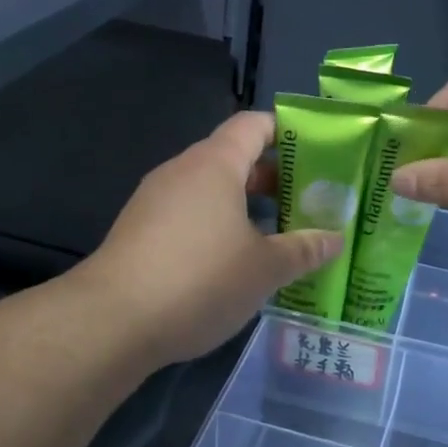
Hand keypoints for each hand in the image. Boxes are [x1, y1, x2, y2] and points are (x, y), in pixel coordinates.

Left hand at [76, 111, 342, 368]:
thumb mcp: (265, 269)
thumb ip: (304, 249)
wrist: (112, 321)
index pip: (254, 125)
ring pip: (209, 191)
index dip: (286, 131)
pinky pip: (188, 215)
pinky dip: (215, 227)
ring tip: (277, 237)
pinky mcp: (139, 231)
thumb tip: (335, 239)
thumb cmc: (200, 279)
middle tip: (307, 203)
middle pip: (233, 158)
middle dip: (272, 179)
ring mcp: (154, 201)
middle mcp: (182, 172)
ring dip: (244, 207)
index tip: (317, 153)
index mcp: (215, 164)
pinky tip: (233, 263)